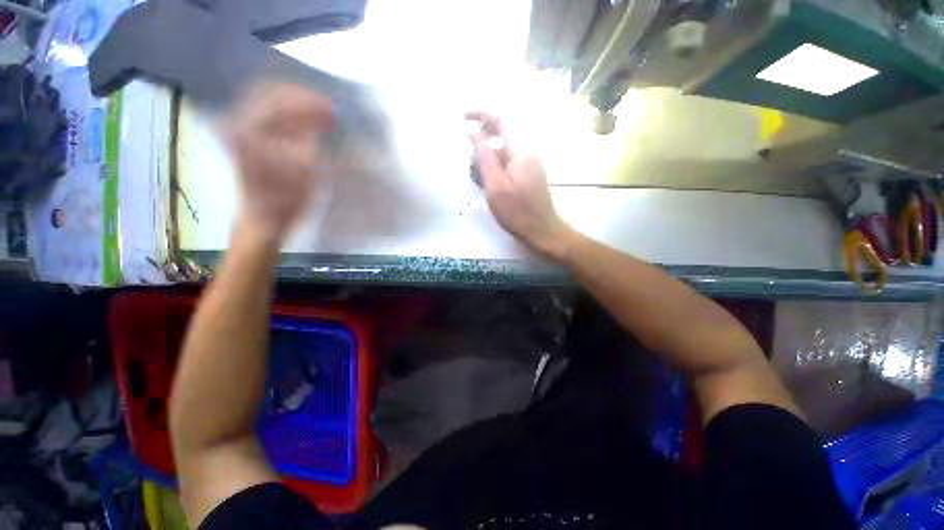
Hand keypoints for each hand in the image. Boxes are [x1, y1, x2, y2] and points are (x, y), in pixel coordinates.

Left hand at [224, 83, 333, 244]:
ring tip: (319, 113)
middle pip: (270, 94)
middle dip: (302, 98)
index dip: (310, 102)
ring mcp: (238, 128)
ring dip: (295, 104)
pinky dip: (287, 114)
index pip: (281, 101)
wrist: (265, 218)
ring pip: (267, 101)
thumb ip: (311, 137)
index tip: (333, 107)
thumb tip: (323, 116)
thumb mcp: (306, 167)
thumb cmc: (287, 198)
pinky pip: (265, 114)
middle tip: (328, 108)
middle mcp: (239, 122)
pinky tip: (304, 120)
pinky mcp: (244, 136)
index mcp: (250, 129)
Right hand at [466, 112, 574, 259]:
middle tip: (470, 164)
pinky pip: (508, 163)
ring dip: (487, 159)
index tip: (461, 117)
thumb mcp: (495, 185)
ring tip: (478, 179)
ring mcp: (529, 163)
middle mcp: (527, 151)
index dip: (480, 113)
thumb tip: (473, 132)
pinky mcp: (528, 174)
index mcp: (520, 150)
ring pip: (503, 151)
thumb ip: (484, 156)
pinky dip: (495, 169)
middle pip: (501, 135)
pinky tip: (488, 185)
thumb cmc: (517, 211)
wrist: (541, 230)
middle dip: (481, 143)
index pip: (500, 119)